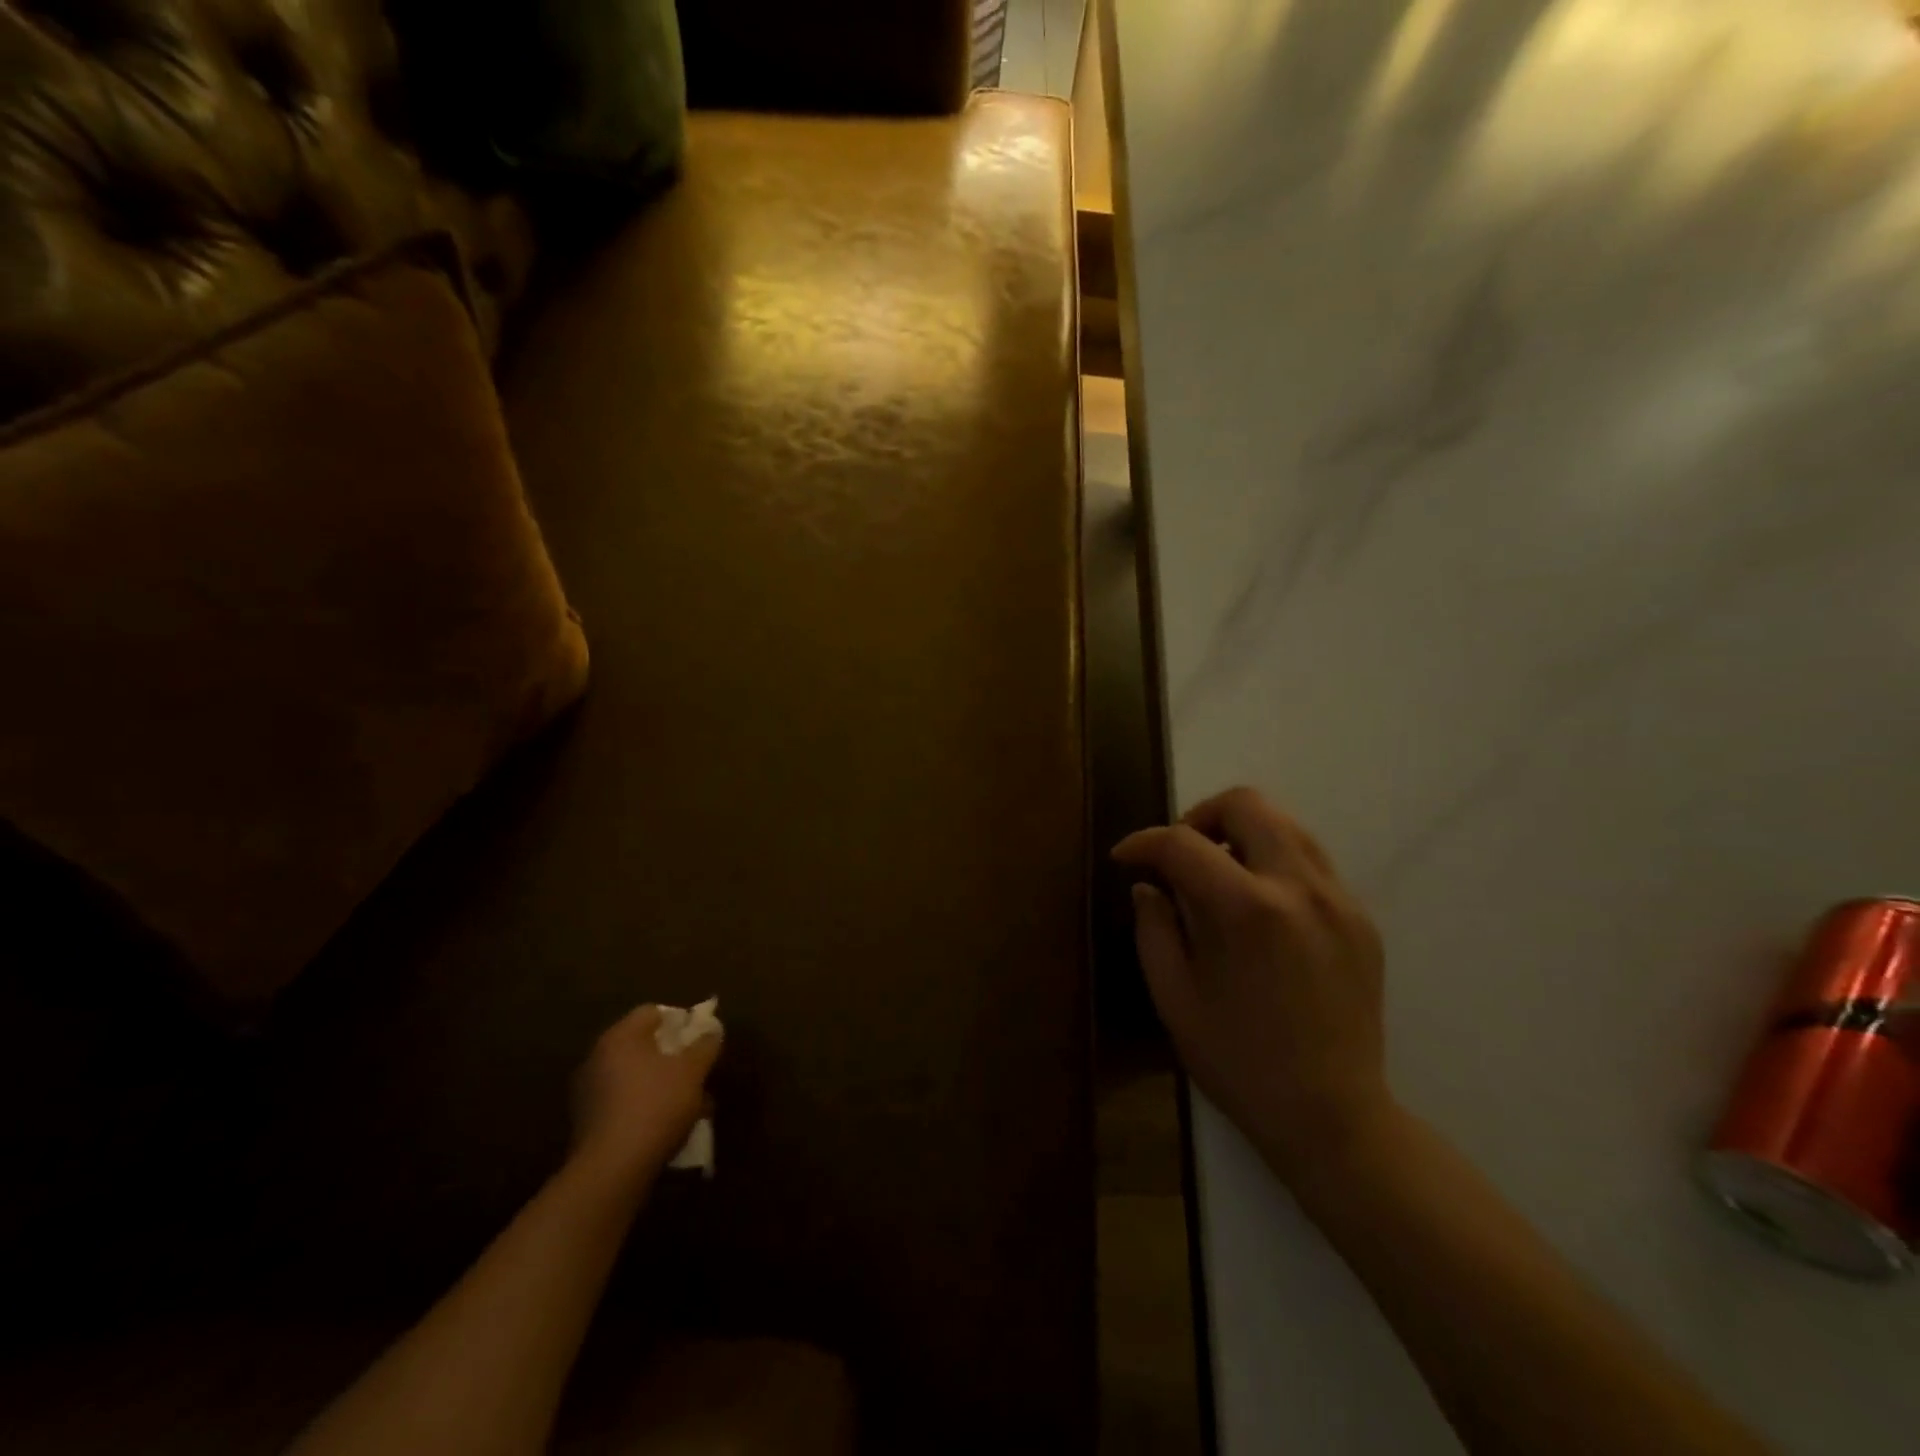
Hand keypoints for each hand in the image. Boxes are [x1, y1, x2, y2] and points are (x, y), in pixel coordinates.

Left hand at [572, 1004, 721, 1183]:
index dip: (681, 1021)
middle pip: (643, 1045)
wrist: (612, 1170)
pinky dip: (646, 1107)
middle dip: (674, 1057)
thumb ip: (705, 1046)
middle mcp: (598, 1057)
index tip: (700, 1040)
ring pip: (636, 1077)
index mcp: (620, 1037)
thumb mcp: (693, 1071)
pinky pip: (625, 1102)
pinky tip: (668, 1126)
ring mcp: (589, 1092)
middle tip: (698, 1072)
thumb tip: (711, 1031)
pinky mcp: (588, 1123)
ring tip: (691, 1106)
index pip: (652, 1012)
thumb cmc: (656, 1106)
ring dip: (663, 1084)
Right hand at [1113, 787, 1393, 1185]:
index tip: (1125, 859)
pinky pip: (1311, 862)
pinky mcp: (1362, 918)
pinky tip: (1258, 909)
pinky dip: (1274, 864)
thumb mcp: (1174, 998)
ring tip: (1217, 876)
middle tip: (1178, 856)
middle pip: (1247, 804)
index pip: (1183, 843)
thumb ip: (1154, 928)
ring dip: (1241, 834)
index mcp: (1246, 911)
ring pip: (1286, 824)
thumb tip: (1149, 885)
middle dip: (1200, 817)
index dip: (1143, 842)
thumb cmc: (1239, 1062)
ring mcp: (1340, 900)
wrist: (1334, 1117)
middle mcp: (1299, 888)